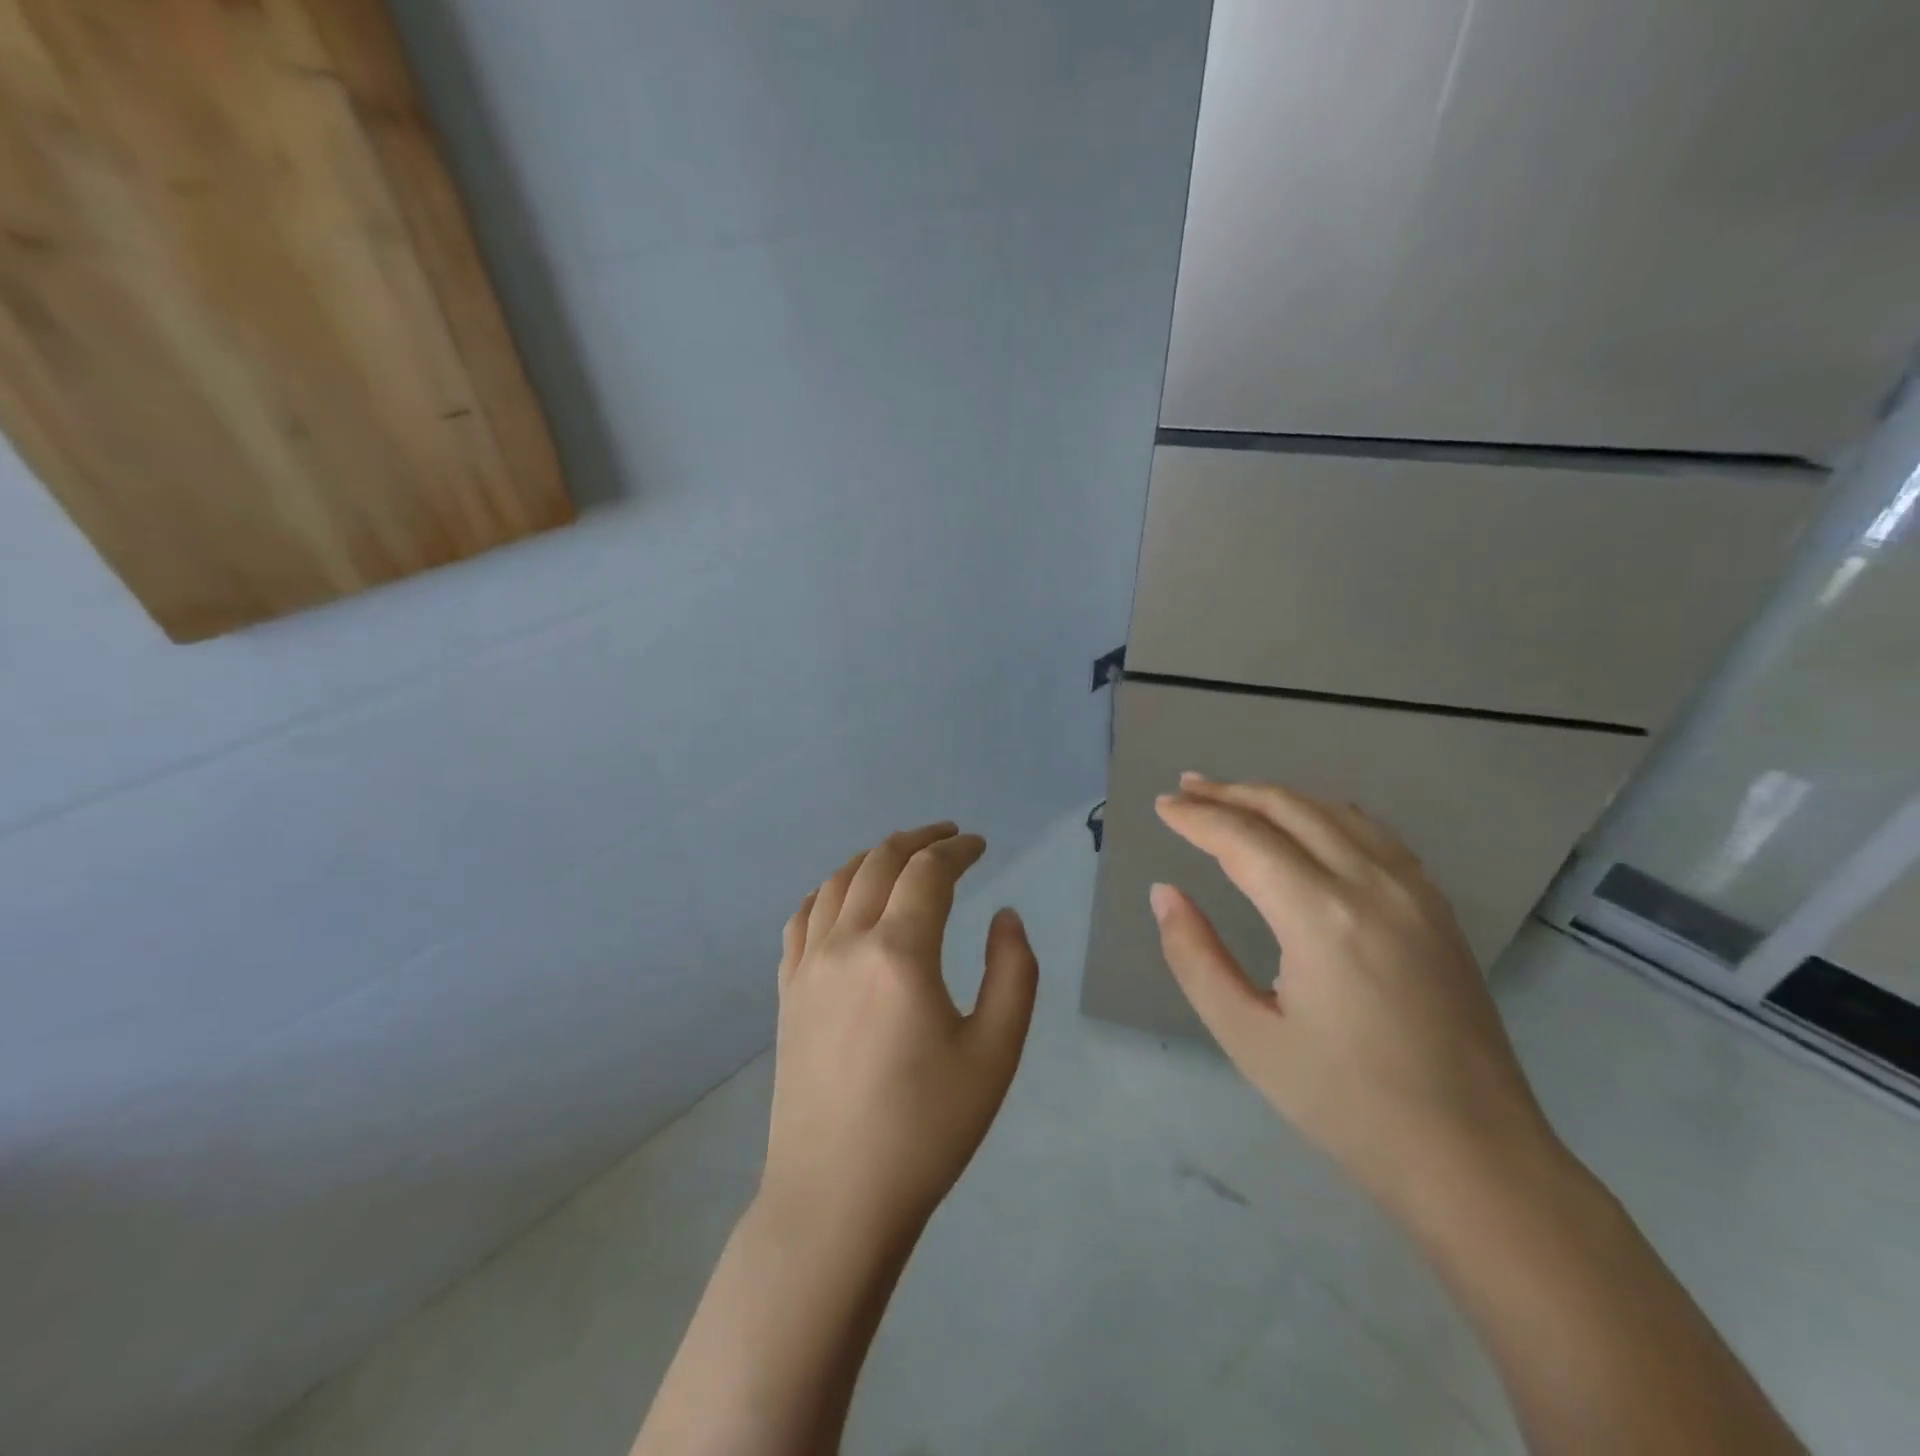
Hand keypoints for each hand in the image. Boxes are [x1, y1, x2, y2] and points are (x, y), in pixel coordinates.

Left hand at [759, 823, 1038, 1248]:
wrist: (836, 1198)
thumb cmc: (926, 1129)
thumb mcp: (995, 1052)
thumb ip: (1013, 972)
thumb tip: (1004, 915)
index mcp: (899, 952)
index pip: (928, 872)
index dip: (958, 849)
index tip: (980, 845)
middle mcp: (847, 943)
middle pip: (879, 863)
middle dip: (917, 840)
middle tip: (947, 837)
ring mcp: (808, 966)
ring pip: (836, 882)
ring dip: (872, 857)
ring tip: (900, 856)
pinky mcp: (788, 992)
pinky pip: (802, 918)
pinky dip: (828, 891)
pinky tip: (841, 898)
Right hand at [1150, 775, 1560, 1212]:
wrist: (1475, 1158)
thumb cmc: (1347, 1105)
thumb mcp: (1247, 1038)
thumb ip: (1194, 956)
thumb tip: (1165, 893)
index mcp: (1321, 917)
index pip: (1244, 840)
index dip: (1197, 818)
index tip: (1161, 807)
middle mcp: (1371, 885)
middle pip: (1289, 809)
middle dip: (1231, 793)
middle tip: (1185, 788)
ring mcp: (1414, 891)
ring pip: (1334, 811)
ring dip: (1276, 797)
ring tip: (1233, 796)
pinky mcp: (1437, 907)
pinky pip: (1373, 833)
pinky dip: (1325, 813)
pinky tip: (1307, 822)